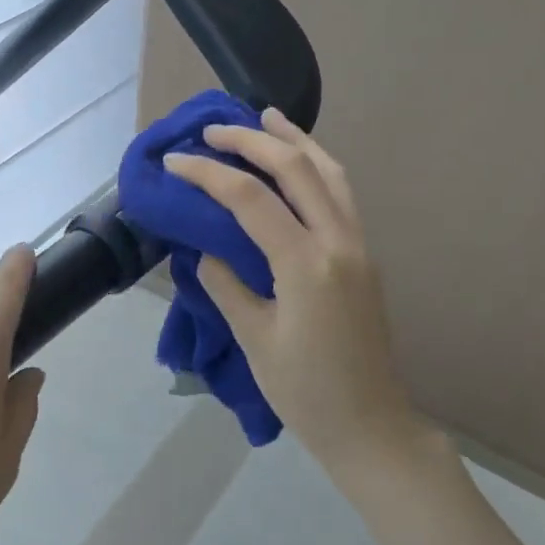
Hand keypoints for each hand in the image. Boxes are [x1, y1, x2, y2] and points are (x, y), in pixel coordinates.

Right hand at [163, 109, 418, 466]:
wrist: (371, 427)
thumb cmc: (306, 393)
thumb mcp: (254, 340)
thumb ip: (225, 284)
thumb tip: (204, 249)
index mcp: (307, 265)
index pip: (250, 199)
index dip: (207, 174)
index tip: (173, 162)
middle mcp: (339, 242)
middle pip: (295, 168)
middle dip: (251, 140)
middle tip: (213, 129)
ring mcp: (358, 245)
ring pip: (330, 171)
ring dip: (294, 140)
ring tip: (265, 117)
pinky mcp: (364, 255)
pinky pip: (341, 193)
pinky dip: (316, 164)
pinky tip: (297, 161)